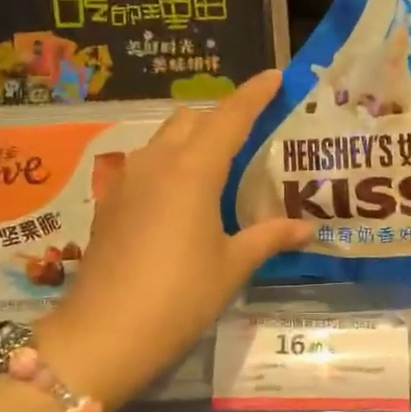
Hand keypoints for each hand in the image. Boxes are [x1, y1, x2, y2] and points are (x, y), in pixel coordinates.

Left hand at [33, 72, 314, 410]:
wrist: (103, 335)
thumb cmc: (179, 297)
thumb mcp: (232, 266)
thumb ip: (269, 237)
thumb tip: (308, 228)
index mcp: (193, 170)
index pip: (230, 117)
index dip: (254, 94)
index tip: (274, 76)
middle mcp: (157, 163)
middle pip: (192, 119)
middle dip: (222, 116)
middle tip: (252, 133)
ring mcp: (128, 182)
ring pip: (165, 139)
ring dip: (193, 139)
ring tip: (222, 165)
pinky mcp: (111, 204)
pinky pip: (147, 166)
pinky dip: (171, 165)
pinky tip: (184, 198)